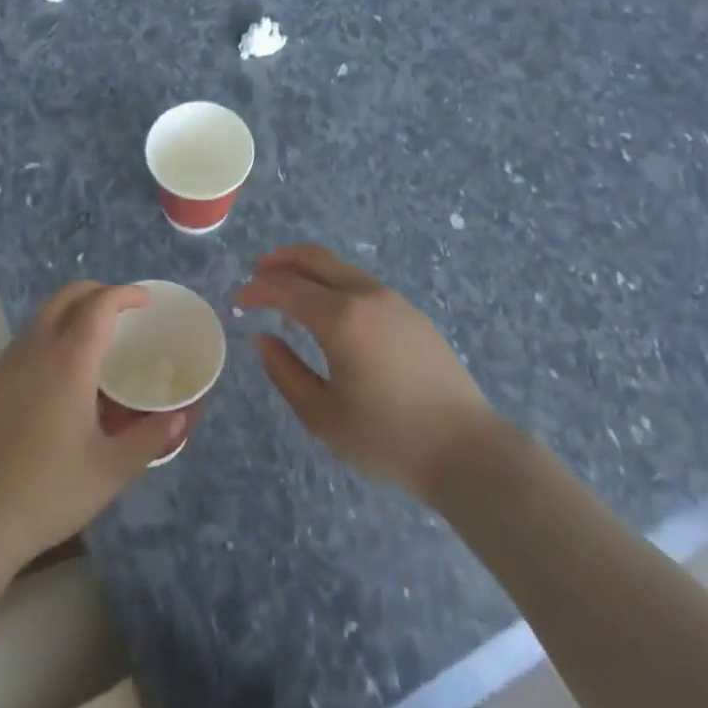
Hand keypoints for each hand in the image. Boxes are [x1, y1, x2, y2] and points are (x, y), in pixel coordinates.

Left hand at [0, 282, 186, 570]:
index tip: (145, 302)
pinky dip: (49, 338)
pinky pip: (24, 342)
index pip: (100, 304)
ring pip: (42, 317)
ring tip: (93, 344)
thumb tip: (178, 419)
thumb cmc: (47, 492)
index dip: (125, 294)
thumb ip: (149, 439)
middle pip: (67, 296)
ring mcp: (5, 364)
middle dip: (97, 292)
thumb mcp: (111, 471)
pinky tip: (56, 378)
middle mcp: (35, 349)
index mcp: (69, 360)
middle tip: (122, 312)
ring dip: (71, 314)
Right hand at [236, 245, 511, 505]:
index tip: (239, 301)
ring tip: (288, 289)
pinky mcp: (411, 313)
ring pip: (340, 267)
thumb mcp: (323, 416)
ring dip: (308, 269)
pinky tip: (328, 310)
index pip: (286, 287)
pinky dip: (333, 283)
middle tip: (258, 275)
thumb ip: (286, 373)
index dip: (258, 289)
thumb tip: (263, 340)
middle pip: (314, 258)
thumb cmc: (388, 438)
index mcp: (340, 317)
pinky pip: (361, 283)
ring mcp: (393, 300)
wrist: (467, 450)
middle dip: (280, 260)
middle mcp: (365, 295)